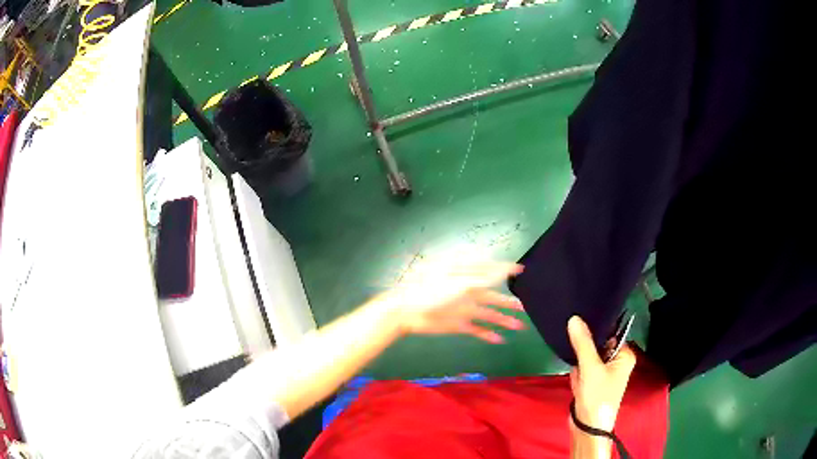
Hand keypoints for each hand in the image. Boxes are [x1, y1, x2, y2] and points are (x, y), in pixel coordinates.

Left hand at [378, 262, 525, 342]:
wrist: (407, 311)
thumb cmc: (431, 291)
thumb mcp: (460, 282)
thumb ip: (484, 278)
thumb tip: (505, 271)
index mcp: (468, 278)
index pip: (491, 272)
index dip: (506, 271)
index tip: (521, 270)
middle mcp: (468, 293)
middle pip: (493, 297)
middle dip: (508, 302)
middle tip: (524, 307)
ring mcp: (463, 310)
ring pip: (489, 315)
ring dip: (503, 320)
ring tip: (519, 326)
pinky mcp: (457, 325)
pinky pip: (477, 329)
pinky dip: (487, 334)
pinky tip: (499, 340)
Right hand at [567, 316, 635, 431]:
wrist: (586, 427)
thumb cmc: (597, 397)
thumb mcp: (590, 368)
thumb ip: (583, 343)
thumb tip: (574, 318)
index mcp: (625, 355)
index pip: (611, 332)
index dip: (596, 328)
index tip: (580, 323)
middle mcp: (617, 361)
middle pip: (598, 344)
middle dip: (585, 349)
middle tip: (578, 350)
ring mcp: (604, 372)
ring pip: (588, 356)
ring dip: (580, 362)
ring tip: (577, 369)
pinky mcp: (593, 381)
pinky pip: (583, 368)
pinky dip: (577, 372)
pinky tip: (576, 380)